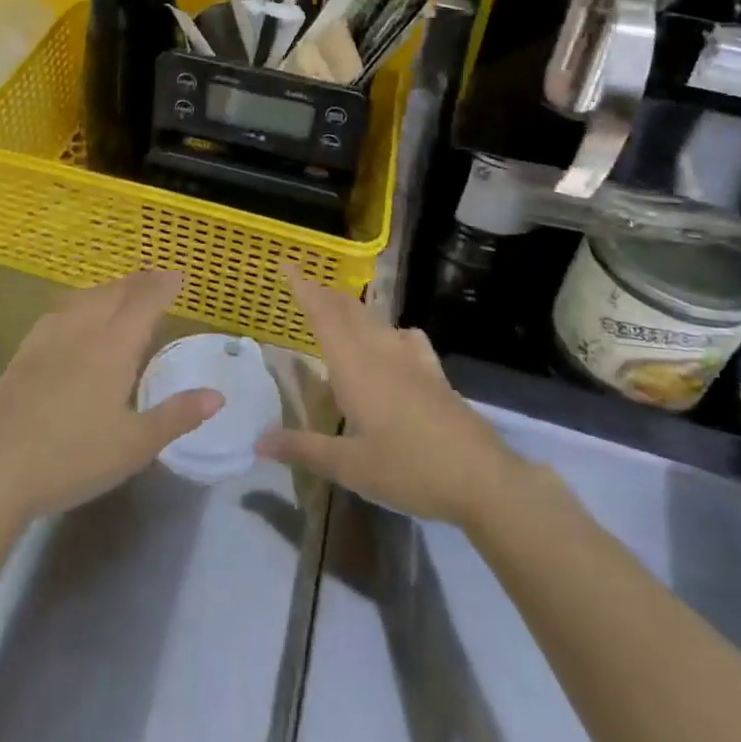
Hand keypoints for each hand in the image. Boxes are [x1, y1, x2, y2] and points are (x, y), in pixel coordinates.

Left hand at [0, 270, 220, 525]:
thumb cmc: (74, 459)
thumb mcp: (135, 445)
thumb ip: (177, 415)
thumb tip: (218, 395)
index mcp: (113, 346)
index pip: (144, 302)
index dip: (163, 285)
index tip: (179, 275)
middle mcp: (82, 330)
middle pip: (115, 293)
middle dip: (139, 282)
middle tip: (157, 279)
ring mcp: (49, 337)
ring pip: (86, 298)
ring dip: (110, 289)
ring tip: (123, 292)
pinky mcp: (25, 350)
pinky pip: (60, 311)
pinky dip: (81, 302)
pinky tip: (77, 316)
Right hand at [258, 266, 532, 527]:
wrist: (482, 478)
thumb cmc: (409, 469)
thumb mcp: (350, 467)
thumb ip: (303, 448)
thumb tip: (259, 440)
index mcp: (354, 365)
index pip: (322, 314)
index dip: (303, 287)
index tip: (286, 263)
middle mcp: (380, 350)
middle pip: (348, 309)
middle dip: (324, 294)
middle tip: (303, 287)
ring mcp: (411, 358)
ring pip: (375, 320)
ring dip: (351, 309)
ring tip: (337, 312)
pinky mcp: (433, 372)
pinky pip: (404, 336)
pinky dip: (388, 329)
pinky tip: (393, 341)